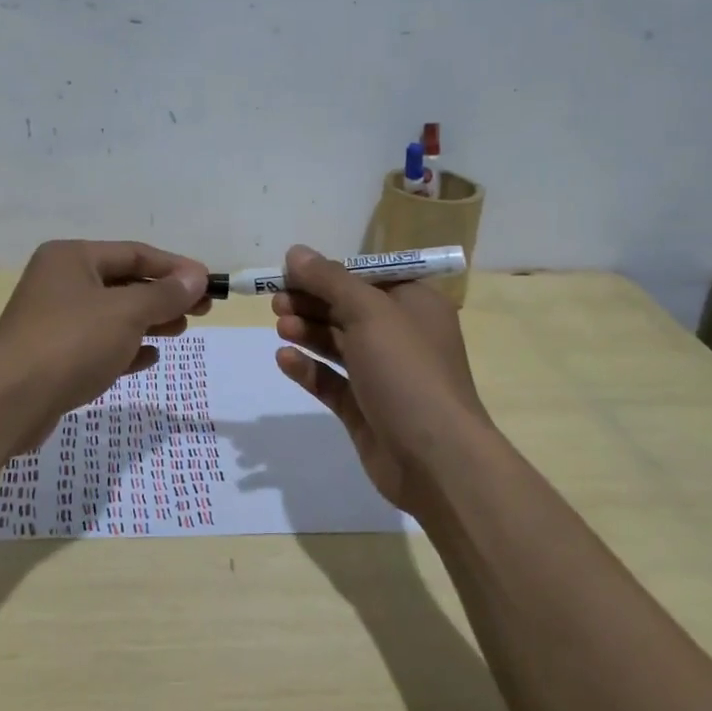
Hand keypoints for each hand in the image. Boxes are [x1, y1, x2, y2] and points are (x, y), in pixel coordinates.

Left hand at [0, 240, 210, 437]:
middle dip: (164, 296)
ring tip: (180, 331)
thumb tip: (197, 276)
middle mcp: (60, 282)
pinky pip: (98, 344)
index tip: (208, 283)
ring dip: (148, 321)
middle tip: (202, 310)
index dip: (175, 267)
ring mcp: (53, 320)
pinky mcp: (52, 356)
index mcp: (72, 258)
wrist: (10, 402)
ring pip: (112, 315)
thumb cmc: (72, 343)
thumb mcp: (126, 313)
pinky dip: (125, 348)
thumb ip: (165, 293)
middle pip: (124, 283)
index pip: (134, 254)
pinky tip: (149, 358)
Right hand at [271, 245, 492, 514]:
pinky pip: (331, 381)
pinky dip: (309, 368)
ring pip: (338, 344)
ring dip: (308, 331)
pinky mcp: (365, 408)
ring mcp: (383, 375)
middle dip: (311, 302)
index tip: (291, 271)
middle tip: (276, 300)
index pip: (367, 277)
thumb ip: (329, 280)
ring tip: (280, 326)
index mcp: (415, 304)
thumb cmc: (407, 370)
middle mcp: (401, 335)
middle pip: (348, 308)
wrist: (435, 458)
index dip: (328, 272)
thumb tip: (296, 252)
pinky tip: (284, 359)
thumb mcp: (368, 312)